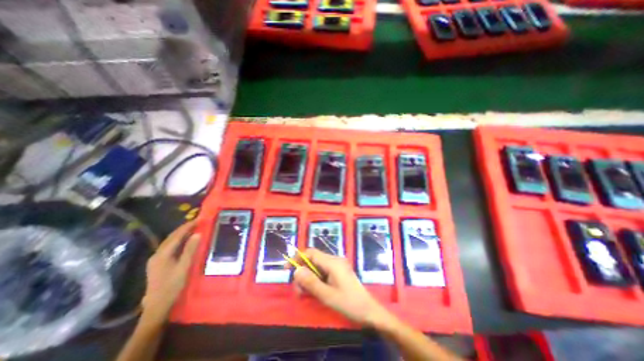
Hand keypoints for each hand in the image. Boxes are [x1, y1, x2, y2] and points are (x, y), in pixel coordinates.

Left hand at [142, 221, 200, 322]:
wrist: (157, 306)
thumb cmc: (172, 286)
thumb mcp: (184, 267)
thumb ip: (190, 250)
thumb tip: (197, 234)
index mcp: (162, 254)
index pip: (176, 235)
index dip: (188, 226)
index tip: (199, 219)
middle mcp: (157, 254)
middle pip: (171, 237)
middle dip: (184, 228)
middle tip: (197, 221)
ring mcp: (156, 259)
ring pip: (169, 241)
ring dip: (181, 233)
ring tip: (193, 228)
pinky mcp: (158, 263)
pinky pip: (169, 247)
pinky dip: (178, 240)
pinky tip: (184, 241)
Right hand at [293, 250, 391, 328]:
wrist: (369, 310)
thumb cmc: (349, 303)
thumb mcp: (327, 295)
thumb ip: (311, 282)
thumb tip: (296, 270)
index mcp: (332, 262)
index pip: (311, 252)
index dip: (298, 258)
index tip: (287, 269)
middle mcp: (334, 260)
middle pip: (313, 260)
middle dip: (302, 273)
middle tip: (298, 290)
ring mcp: (337, 266)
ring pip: (317, 267)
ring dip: (308, 278)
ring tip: (305, 294)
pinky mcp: (338, 272)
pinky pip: (323, 271)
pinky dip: (316, 279)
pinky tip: (314, 291)